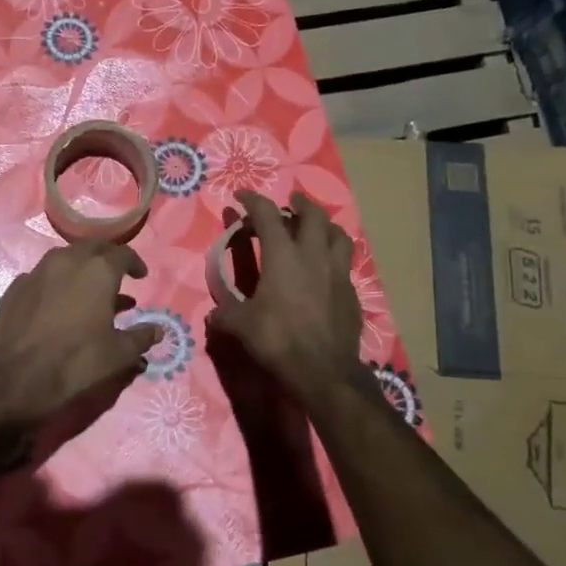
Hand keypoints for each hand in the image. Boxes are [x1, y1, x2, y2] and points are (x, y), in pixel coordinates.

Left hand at [0, 242, 161, 457]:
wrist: (16, 378)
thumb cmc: (76, 362)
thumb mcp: (118, 354)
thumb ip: (141, 337)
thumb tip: (158, 330)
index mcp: (97, 271)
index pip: (123, 253)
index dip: (135, 263)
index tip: (140, 276)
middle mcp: (66, 260)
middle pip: (92, 248)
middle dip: (106, 259)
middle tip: (116, 276)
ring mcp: (36, 271)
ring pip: (64, 259)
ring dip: (80, 269)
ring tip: (89, 291)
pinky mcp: (15, 287)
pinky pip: (42, 277)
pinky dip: (55, 284)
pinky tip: (57, 304)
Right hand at [207, 191, 362, 403]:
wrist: (324, 370)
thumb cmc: (278, 340)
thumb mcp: (241, 326)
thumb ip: (225, 313)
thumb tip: (213, 314)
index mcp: (283, 257)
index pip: (268, 215)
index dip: (253, 201)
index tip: (241, 196)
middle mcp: (313, 257)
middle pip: (314, 215)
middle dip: (301, 203)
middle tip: (291, 202)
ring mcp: (338, 273)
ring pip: (339, 235)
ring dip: (325, 226)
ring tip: (315, 229)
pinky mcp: (352, 293)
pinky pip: (345, 264)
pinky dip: (334, 257)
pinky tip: (325, 270)